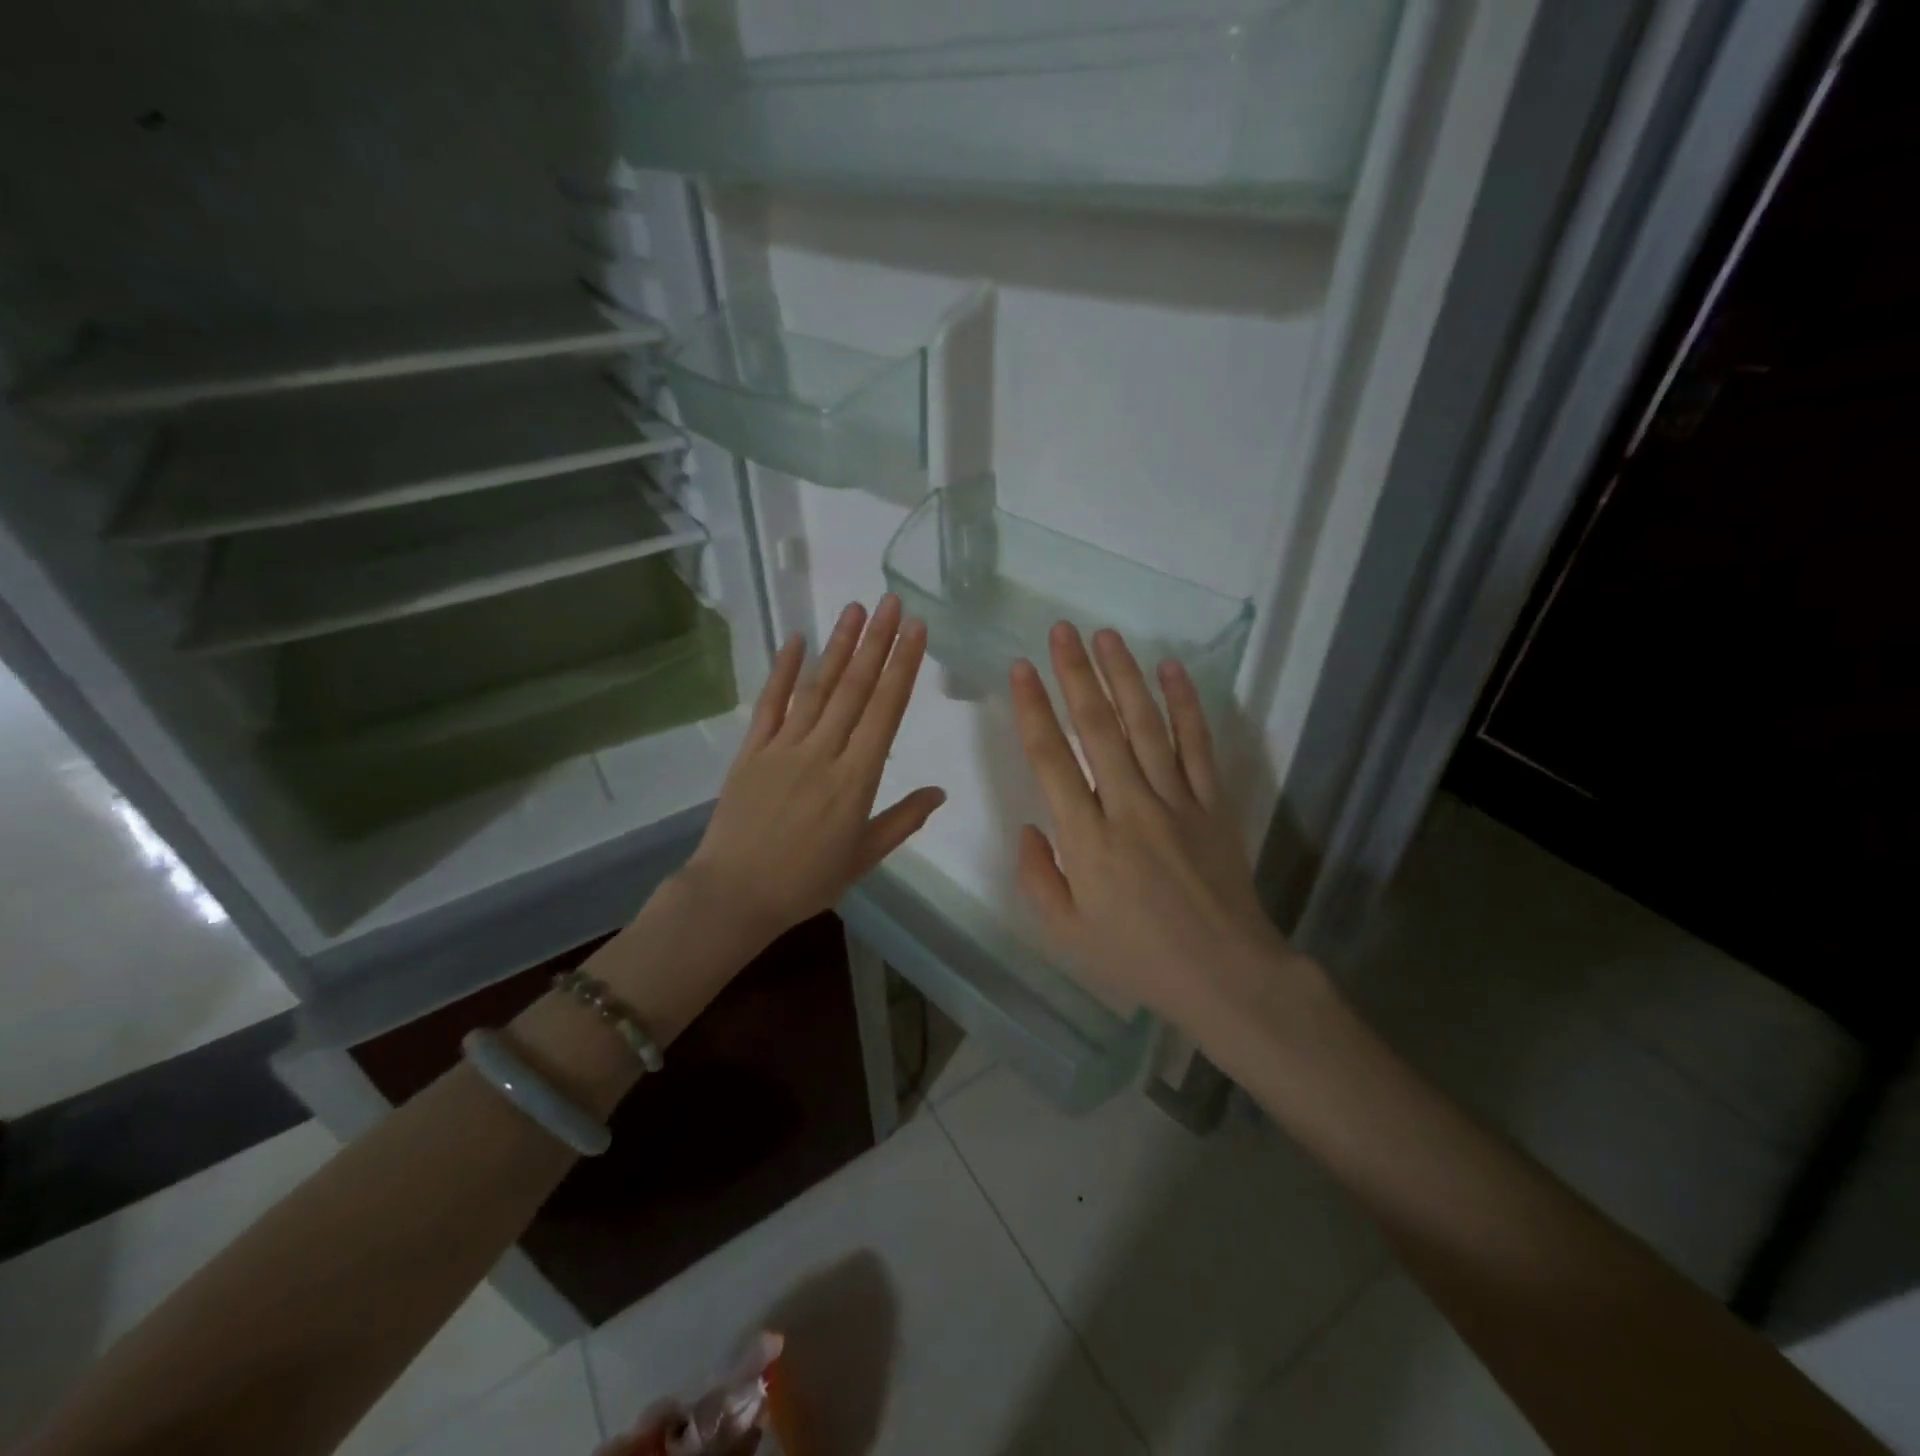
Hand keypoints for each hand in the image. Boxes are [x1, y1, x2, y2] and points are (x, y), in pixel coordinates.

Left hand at [683, 594, 944, 946]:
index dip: (903, 668)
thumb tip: (939, 792)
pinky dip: (783, 671)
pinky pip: (770, 704)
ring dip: (838, 646)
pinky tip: (795, 639)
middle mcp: (823, 753)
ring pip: (817, 688)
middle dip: (878, 643)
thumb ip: (902, 821)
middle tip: (894, 603)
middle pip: (855, 688)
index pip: (886, 711)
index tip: (917, 632)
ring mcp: (783, 748)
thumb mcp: (863, 857)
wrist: (734, 895)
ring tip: (857, 609)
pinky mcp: (752, 751)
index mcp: (856, 779)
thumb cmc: (806, 882)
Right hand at [1009, 623, 1319, 1035]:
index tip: (1021, 669)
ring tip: (1105, 636)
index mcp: (1087, 839)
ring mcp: (1176, 801)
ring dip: (1124, 676)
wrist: (1225, 974)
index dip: (1033, 709)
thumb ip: (1038, 878)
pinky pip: (1198, 745)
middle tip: (1061, 630)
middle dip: (1075, 674)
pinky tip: (1171, 670)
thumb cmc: (1137, 959)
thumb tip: (1029, 828)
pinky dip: (1185, 705)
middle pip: (1098, 728)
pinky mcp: (1213, 804)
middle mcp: (1129, 807)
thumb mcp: (1066, 934)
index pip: (1051, 760)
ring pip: (1146, 725)